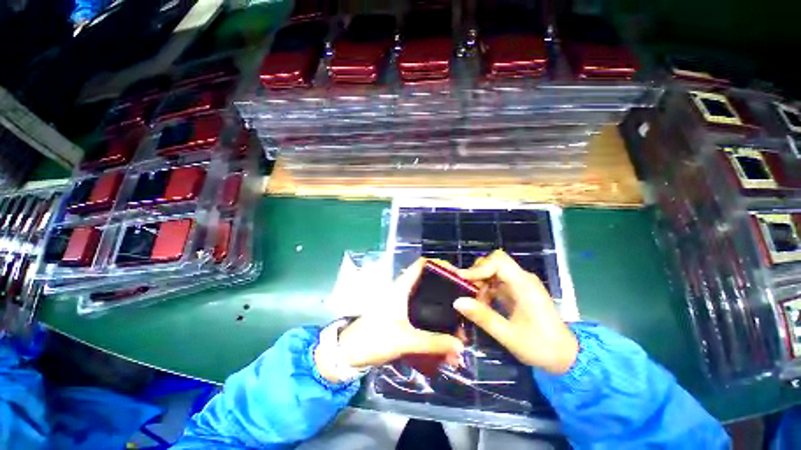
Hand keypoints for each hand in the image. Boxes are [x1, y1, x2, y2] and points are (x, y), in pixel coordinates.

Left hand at [315, 259, 464, 382]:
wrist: (349, 353)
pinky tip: (444, 339)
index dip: (440, 265)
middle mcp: (403, 290)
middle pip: (429, 283)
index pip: (422, 264)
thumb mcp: (405, 340)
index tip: (458, 276)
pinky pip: (423, 314)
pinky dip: (434, 322)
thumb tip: (460, 346)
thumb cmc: (374, 338)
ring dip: (442, 312)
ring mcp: (402, 303)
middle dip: (447, 293)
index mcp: (401, 286)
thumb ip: (433, 343)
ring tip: (459, 328)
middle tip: (464, 305)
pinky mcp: (401, 315)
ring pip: (428, 300)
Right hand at [454, 249, 578, 373]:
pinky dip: (487, 289)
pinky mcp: (518, 291)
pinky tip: (483, 304)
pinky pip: (497, 281)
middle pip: (495, 262)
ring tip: (474, 300)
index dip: (479, 267)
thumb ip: (483, 317)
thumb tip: (457, 301)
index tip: (463, 279)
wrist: (566, 357)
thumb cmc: (541, 347)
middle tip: (467, 289)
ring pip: (494, 271)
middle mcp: (523, 279)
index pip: (499, 262)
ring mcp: (521, 284)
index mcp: (524, 285)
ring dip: (481, 282)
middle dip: (478, 273)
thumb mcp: (508, 336)